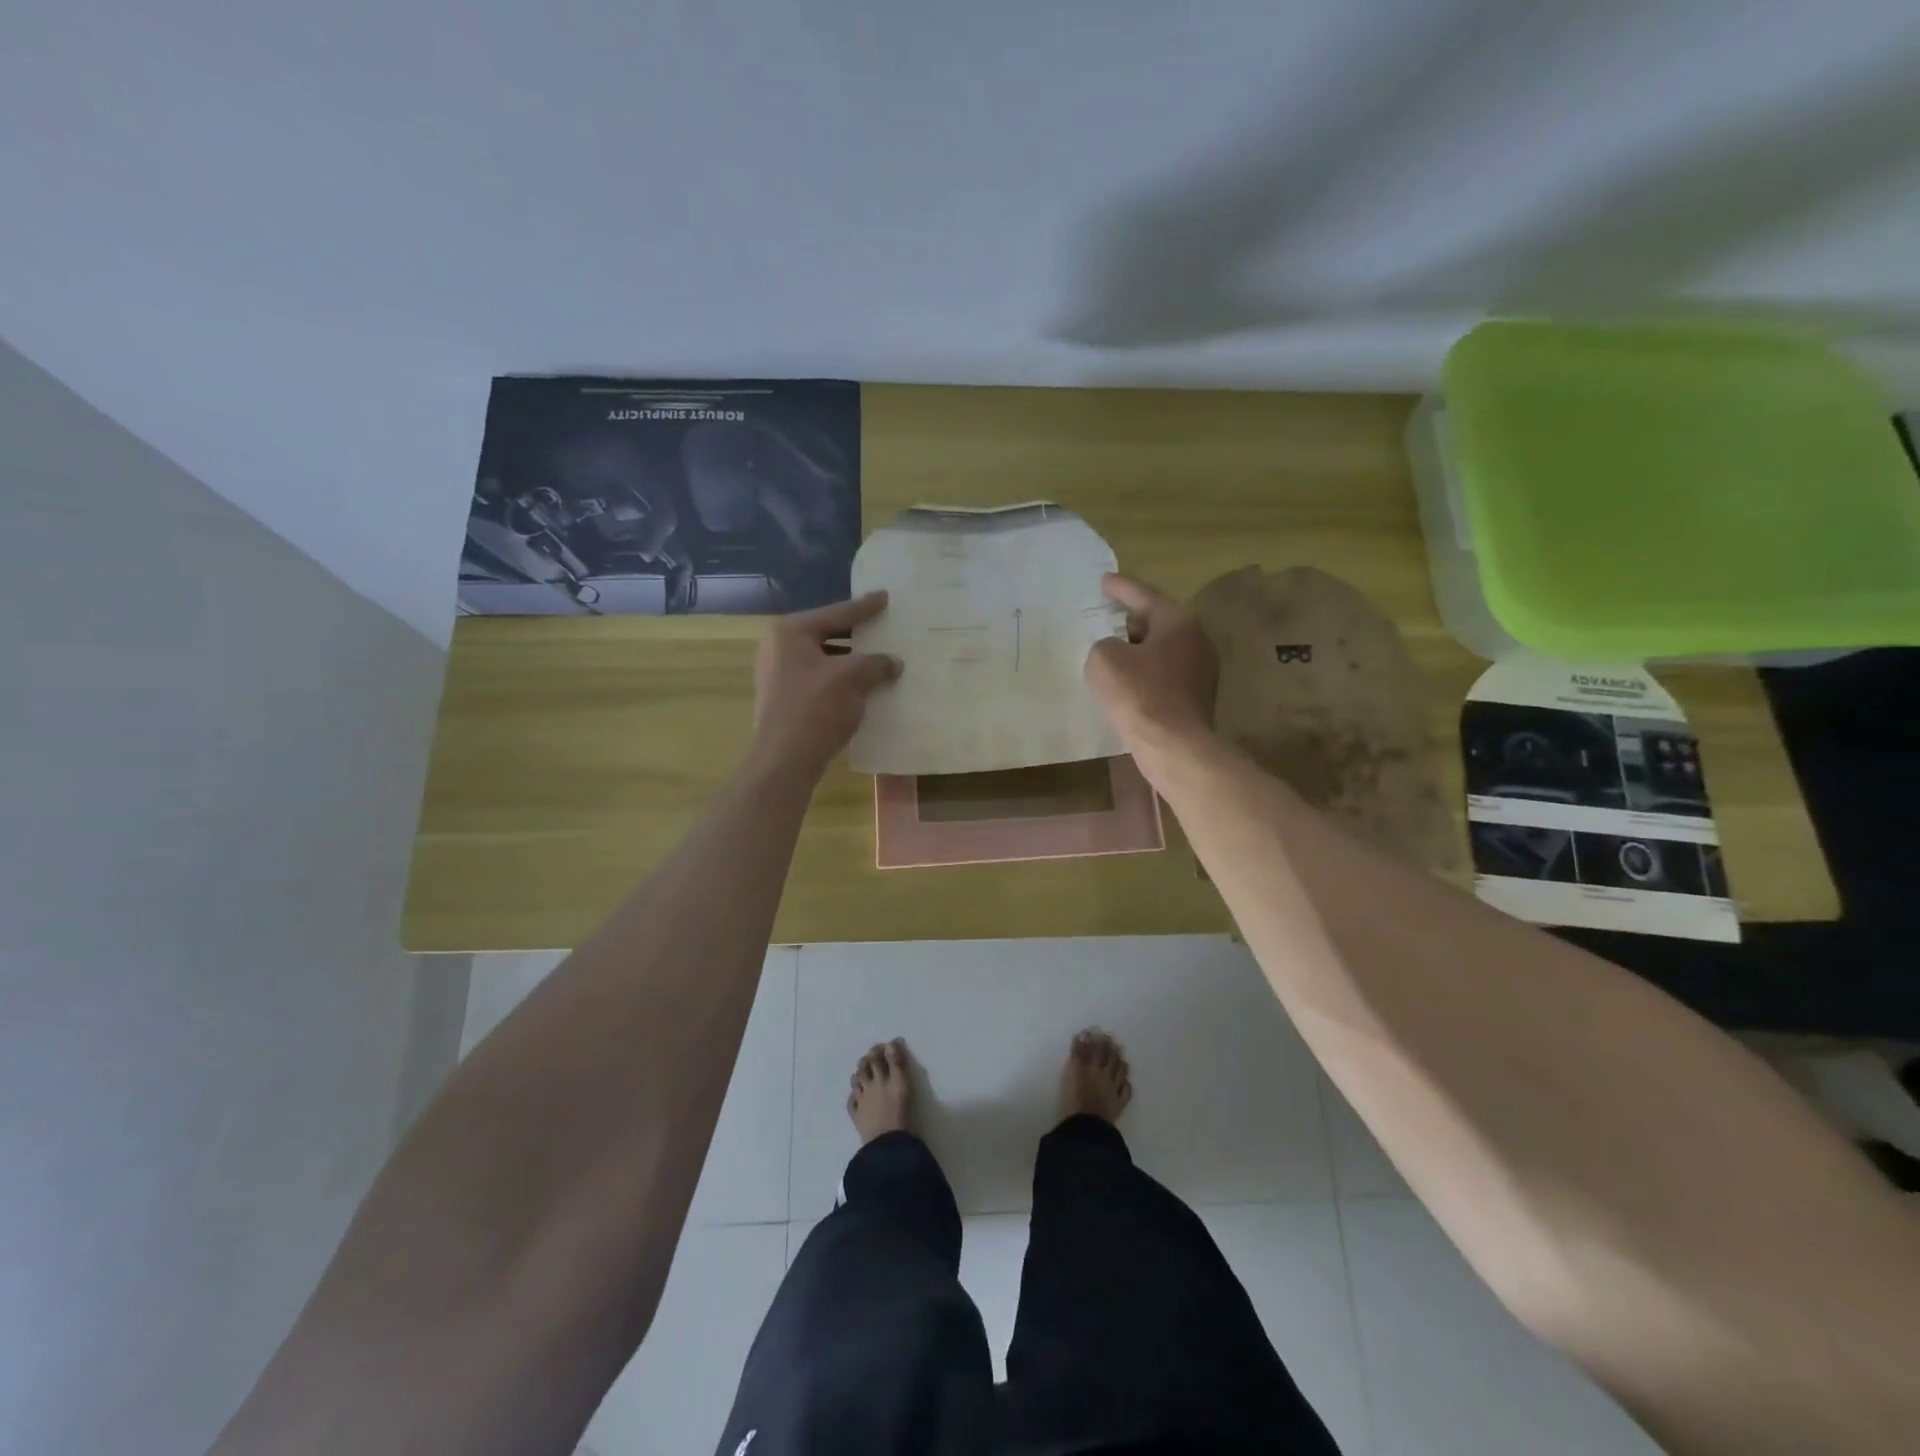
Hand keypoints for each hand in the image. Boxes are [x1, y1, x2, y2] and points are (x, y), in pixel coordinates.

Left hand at [751, 592, 901, 775]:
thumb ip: (876, 663)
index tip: (885, 597)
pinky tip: (863, 686)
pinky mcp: (783, 699)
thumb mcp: (853, 678)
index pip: (836, 613)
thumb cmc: (817, 707)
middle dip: (857, 635)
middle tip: (883, 627)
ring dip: (851, 661)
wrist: (786, 759)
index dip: (865, 607)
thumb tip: (894, 662)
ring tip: (879, 659)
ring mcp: (777, 674)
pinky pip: (818, 680)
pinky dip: (841, 680)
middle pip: (827, 634)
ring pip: (824, 659)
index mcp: (790, 632)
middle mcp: (777, 647)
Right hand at [1084, 574, 1218, 757]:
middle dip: (1130, 618)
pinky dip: (1144, 670)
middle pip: (1157, 621)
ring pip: (1162, 648)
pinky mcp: (1197, 696)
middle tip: (1106, 614)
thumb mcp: (1105, 660)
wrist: (1174, 747)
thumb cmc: (1140, 696)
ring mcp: (1201, 669)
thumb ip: (1103, 644)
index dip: (1120, 588)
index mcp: (1178, 622)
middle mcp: (1196, 639)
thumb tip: (1114, 651)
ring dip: (1137, 648)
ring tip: (1112, 648)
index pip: (1144, 596)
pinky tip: (1126, 681)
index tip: (1103, 580)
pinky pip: (1164, 672)